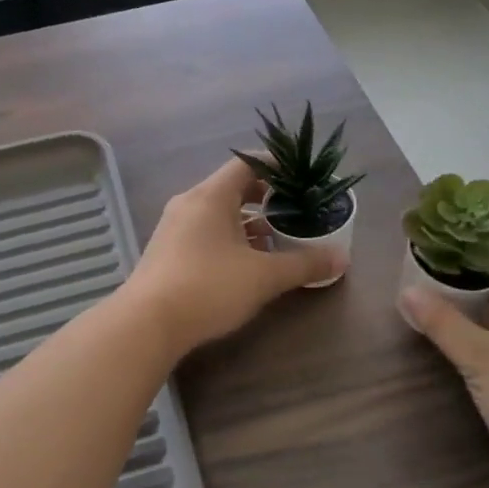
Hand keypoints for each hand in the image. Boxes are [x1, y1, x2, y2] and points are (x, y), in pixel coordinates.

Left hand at [124, 159, 343, 354]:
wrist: (146, 324)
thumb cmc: (208, 287)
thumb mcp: (263, 276)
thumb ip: (303, 264)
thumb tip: (342, 258)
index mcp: (210, 196)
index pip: (246, 163)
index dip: (276, 165)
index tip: (300, 177)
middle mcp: (189, 203)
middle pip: (232, 187)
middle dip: (265, 197)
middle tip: (294, 210)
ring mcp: (174, 228)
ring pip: (218, 213)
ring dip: (247, 222)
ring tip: (276, 239)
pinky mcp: (167, 252)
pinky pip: (204, 232)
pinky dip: (229, 238)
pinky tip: (245, 263)